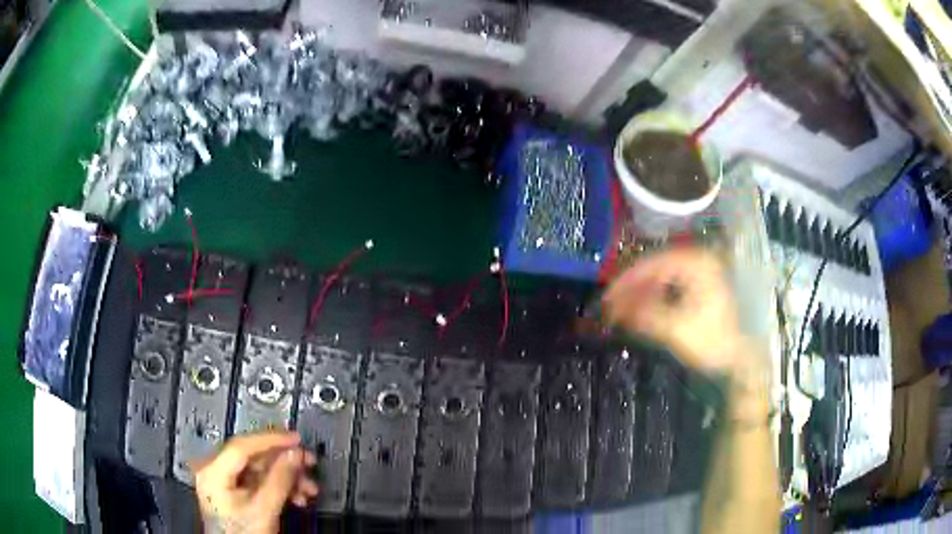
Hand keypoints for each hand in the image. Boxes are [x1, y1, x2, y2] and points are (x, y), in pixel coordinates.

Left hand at [192, 431, 318, 533]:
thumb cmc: (245, 533)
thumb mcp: (265, 510)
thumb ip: (279, 480)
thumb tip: (294, 453)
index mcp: (213, 472)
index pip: (241, 446)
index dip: (270, 440)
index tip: (296, 439)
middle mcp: (213, 469)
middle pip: (252, 456)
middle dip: (284, 463)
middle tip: (309, 462)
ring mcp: (222, 480)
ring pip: (258, 468)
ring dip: (286, 477)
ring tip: (308, 488)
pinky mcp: (232, 489)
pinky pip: (257, 479)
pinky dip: (277, 485)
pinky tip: (296, 495)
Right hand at [603, 247, 742, 373]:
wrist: (739, 359)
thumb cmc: (712, 341)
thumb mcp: (675, 329)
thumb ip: (643, 314)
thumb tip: (612, 308)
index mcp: (697, 263)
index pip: (652, 264)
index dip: (626, 281)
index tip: (607, 297)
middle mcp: (698, 261)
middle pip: (655, 268)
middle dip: (631, 287)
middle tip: (609, 305)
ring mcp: (700, 273)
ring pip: (661, 277)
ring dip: (640, 293)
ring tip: (620, 309)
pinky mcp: (700, 287)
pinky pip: (669, 286)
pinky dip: (653, 297)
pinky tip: (640, 310)